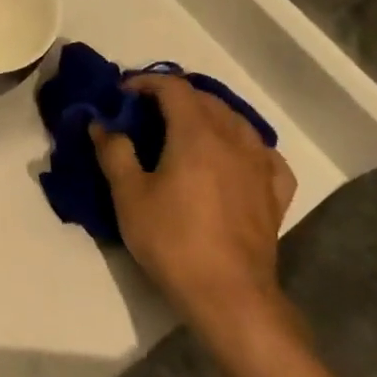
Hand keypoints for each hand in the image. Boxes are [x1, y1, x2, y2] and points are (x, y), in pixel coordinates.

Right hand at [89, 74, 296, 336]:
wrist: (229, 294)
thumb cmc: (172, 240)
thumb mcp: (128, 195)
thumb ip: (114, 152)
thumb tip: (101, 124)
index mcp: (197, 133)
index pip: (173, 87)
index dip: (146, 82)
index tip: (123, 94)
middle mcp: (234, 139)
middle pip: (206, 100)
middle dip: (174, 97)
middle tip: (146, 112)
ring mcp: (260, 165)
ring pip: (237, 121)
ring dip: (209, 116)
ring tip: (186, 131)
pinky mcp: (275, 193)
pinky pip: (263, 153)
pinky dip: (244, 145)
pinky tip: (235, 158)